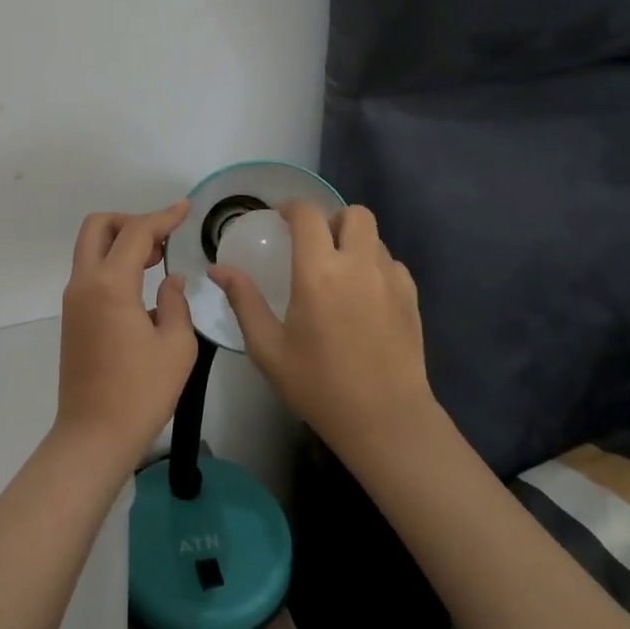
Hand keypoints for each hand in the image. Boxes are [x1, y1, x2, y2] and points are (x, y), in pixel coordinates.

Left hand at [55, 200, 198, 464]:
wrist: (93, 436)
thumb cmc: (140, 393)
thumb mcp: (176, 347)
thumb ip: (175, 303)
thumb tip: (170, 280)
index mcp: (110, 285)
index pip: (135, 233)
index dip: (163, 216)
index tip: (185, 208)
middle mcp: (84, 283)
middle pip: (97, 227)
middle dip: (130, 221)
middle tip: (161, 238)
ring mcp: (73, 300)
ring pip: (90, 247)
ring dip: (120, 241)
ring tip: (156, 258)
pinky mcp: (72, 317)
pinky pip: (90, 271)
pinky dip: (112, 263)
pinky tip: (140, 284)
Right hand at [211, 201, 439, 466]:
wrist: (385, 421)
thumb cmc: (319, 386)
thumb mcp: (268, 349)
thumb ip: (244, 301)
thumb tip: (218, 269)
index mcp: (318, 272)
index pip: (308, 214)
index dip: (292, 208)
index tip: (281, 219)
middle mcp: (357, 264)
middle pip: (352, 213)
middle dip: (332, 220)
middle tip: (316, 245)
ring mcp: (390, 279)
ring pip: (375, 237)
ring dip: (355, 242)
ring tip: (340, 272)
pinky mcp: (411, 297)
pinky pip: (392, 263)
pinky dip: (376, 266)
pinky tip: (365, 296)